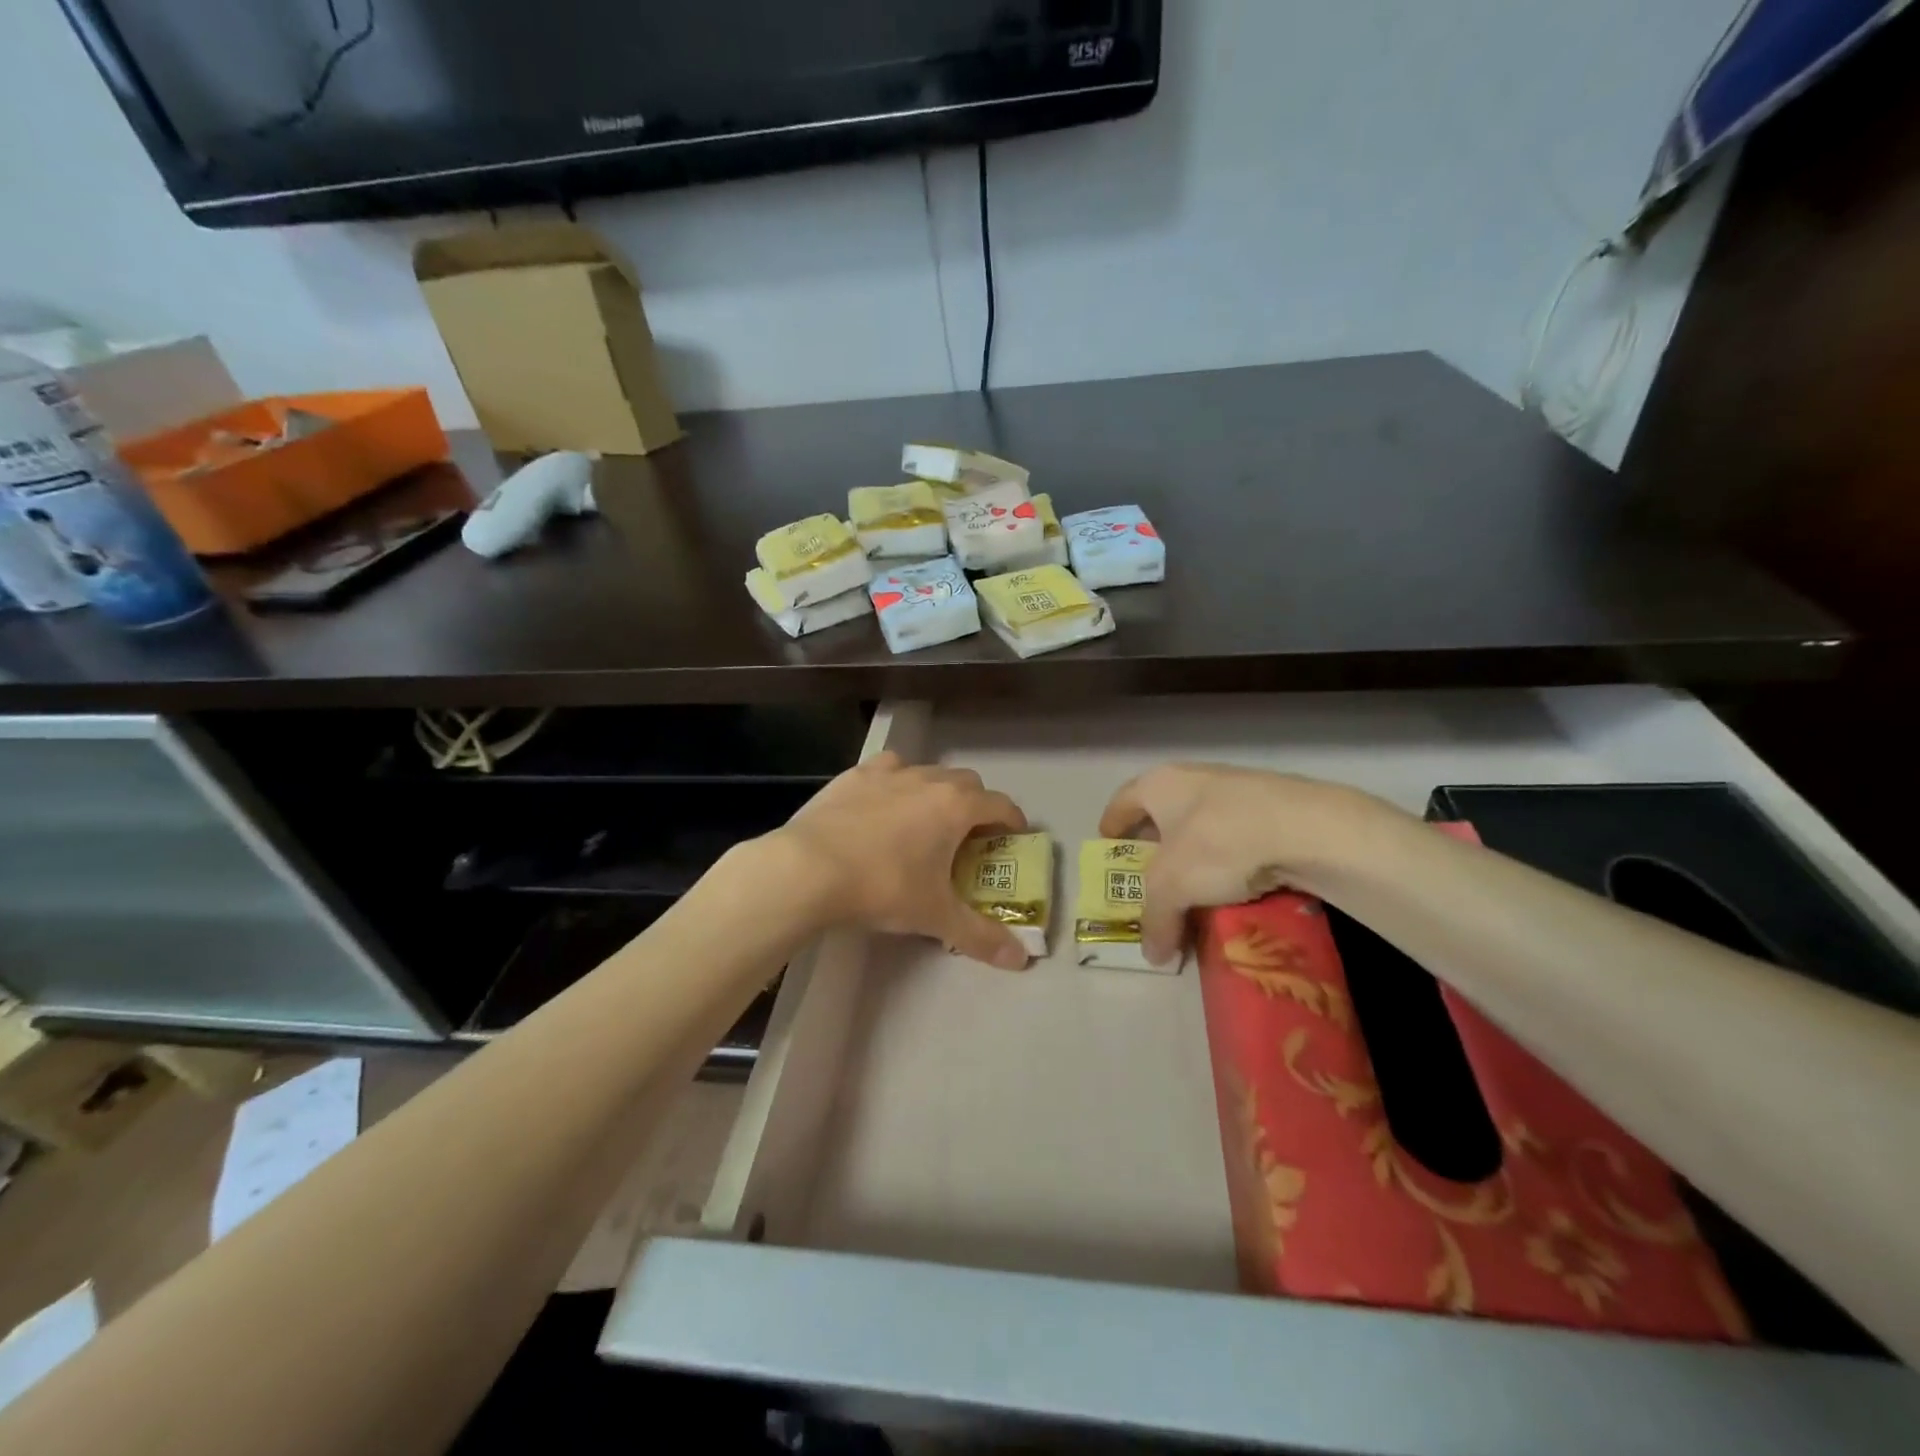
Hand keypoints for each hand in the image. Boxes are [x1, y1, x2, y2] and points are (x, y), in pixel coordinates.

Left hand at [773, 751, 1032, 968]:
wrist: (808, 868)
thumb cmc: (883, 887)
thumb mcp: (935, 916)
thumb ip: (981, 936)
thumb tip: (1021, 960)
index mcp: (955, 807)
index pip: (1000, 805)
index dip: (1013, 821)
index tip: (1014, 838)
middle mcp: (927, 780)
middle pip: (967, 783)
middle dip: (976, 806)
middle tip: (968, 838)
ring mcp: (888, 773)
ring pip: (927, 771)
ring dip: (936, 791)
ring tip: (925, 821)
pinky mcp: (853, 775)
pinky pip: (887, 769)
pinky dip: (896, 782)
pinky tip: (883, 805)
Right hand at [1099, 764, 1400, 964]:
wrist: (1308, 829)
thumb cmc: (1218, 843)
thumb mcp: (1171, 888)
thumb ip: (1155, 919)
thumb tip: (1153, 954)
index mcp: (1160, 783)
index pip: (1123, 800)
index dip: (1112, 823)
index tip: (1107, 843)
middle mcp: (1194, 778)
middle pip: (1163, 811)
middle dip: (1155, 842)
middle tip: (1150, 873)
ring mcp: (1238, 789)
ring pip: (1203, 824)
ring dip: (1195, 853)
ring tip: (1194, 887)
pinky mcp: (1275, 808)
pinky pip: (1238, 836)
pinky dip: (1230, 859)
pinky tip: (1236, 886)